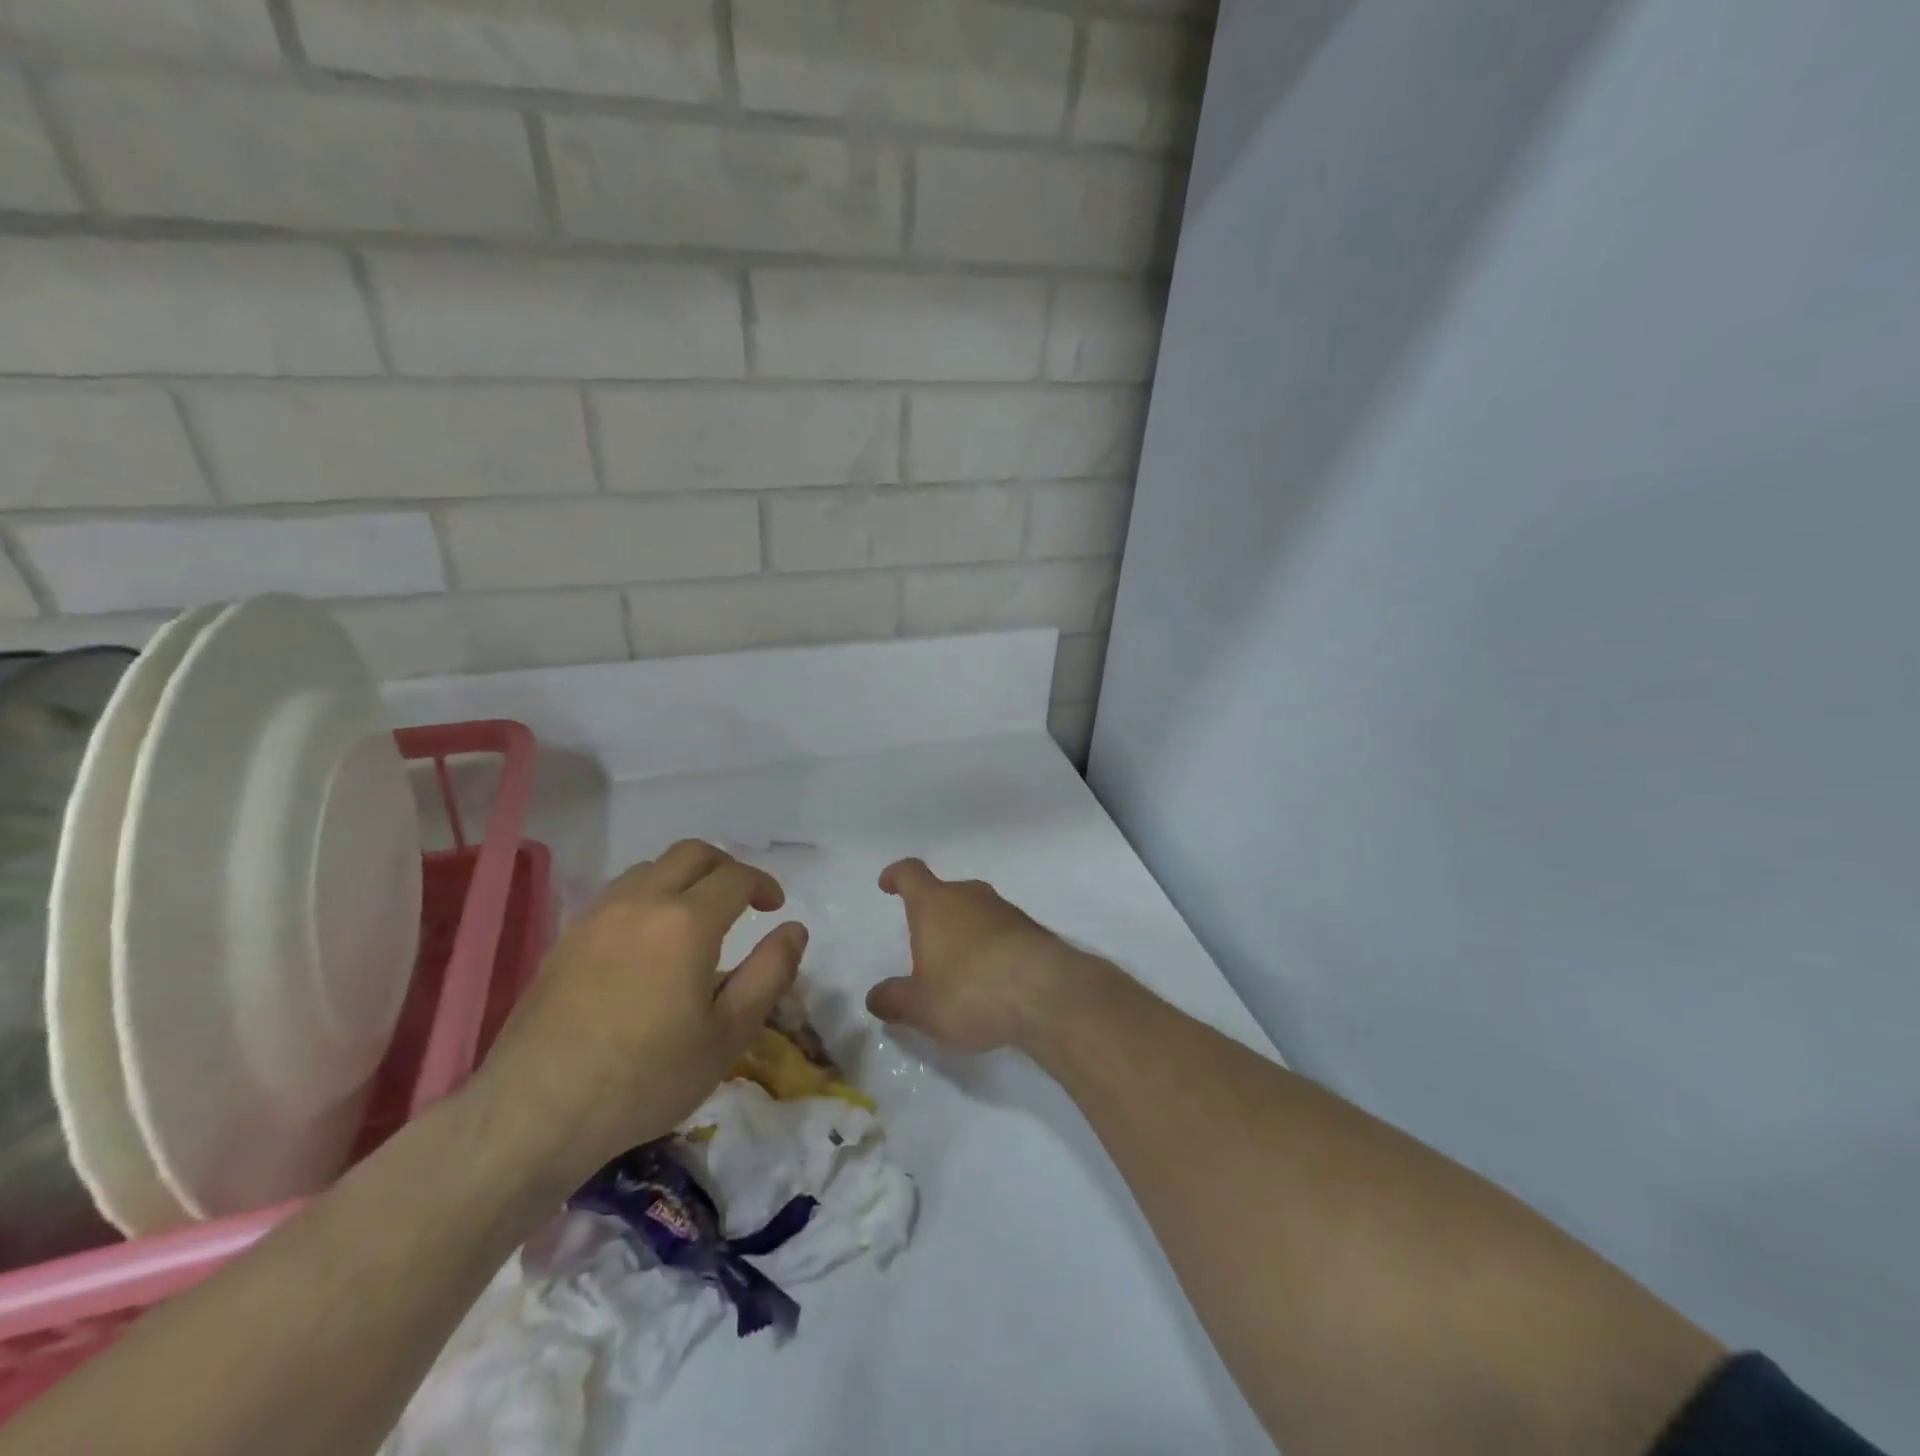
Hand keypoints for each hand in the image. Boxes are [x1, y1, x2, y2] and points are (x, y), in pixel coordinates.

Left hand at [469, 840, 806, 1189]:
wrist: (535, 1113)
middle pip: (692, 854)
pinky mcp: (567, 937)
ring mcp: (598, 915)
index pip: (736, 877)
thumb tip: (795, 929)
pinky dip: (648, 896)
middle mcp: (642, 902)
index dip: (763, 884)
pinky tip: (649, 940)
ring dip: (684, 878)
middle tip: (742, 899)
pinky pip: (618, 893)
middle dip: (726, 867)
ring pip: (651, 868)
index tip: (775, 907)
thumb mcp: (728, 1035)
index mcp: (687, 922)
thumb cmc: (646, 1078)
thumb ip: (769, 974)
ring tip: (696, 917)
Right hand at [864, 859, 1102, 1053]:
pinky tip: (993, 980)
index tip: (888, 884)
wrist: (1046, 993)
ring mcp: (1006, 910)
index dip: (896, 876)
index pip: (910, 874)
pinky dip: (992, 948)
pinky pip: (1002, 932)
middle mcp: (970, 896)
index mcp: (934, 904)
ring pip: (977, 911)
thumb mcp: (921, 1007)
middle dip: (933, 914)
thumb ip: (894, 1000)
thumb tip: (875, 997)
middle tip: (925, 944)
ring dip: (965, 932)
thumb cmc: (969, 991)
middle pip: (946, 893)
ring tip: (959, 969)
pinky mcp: (1033, 930)